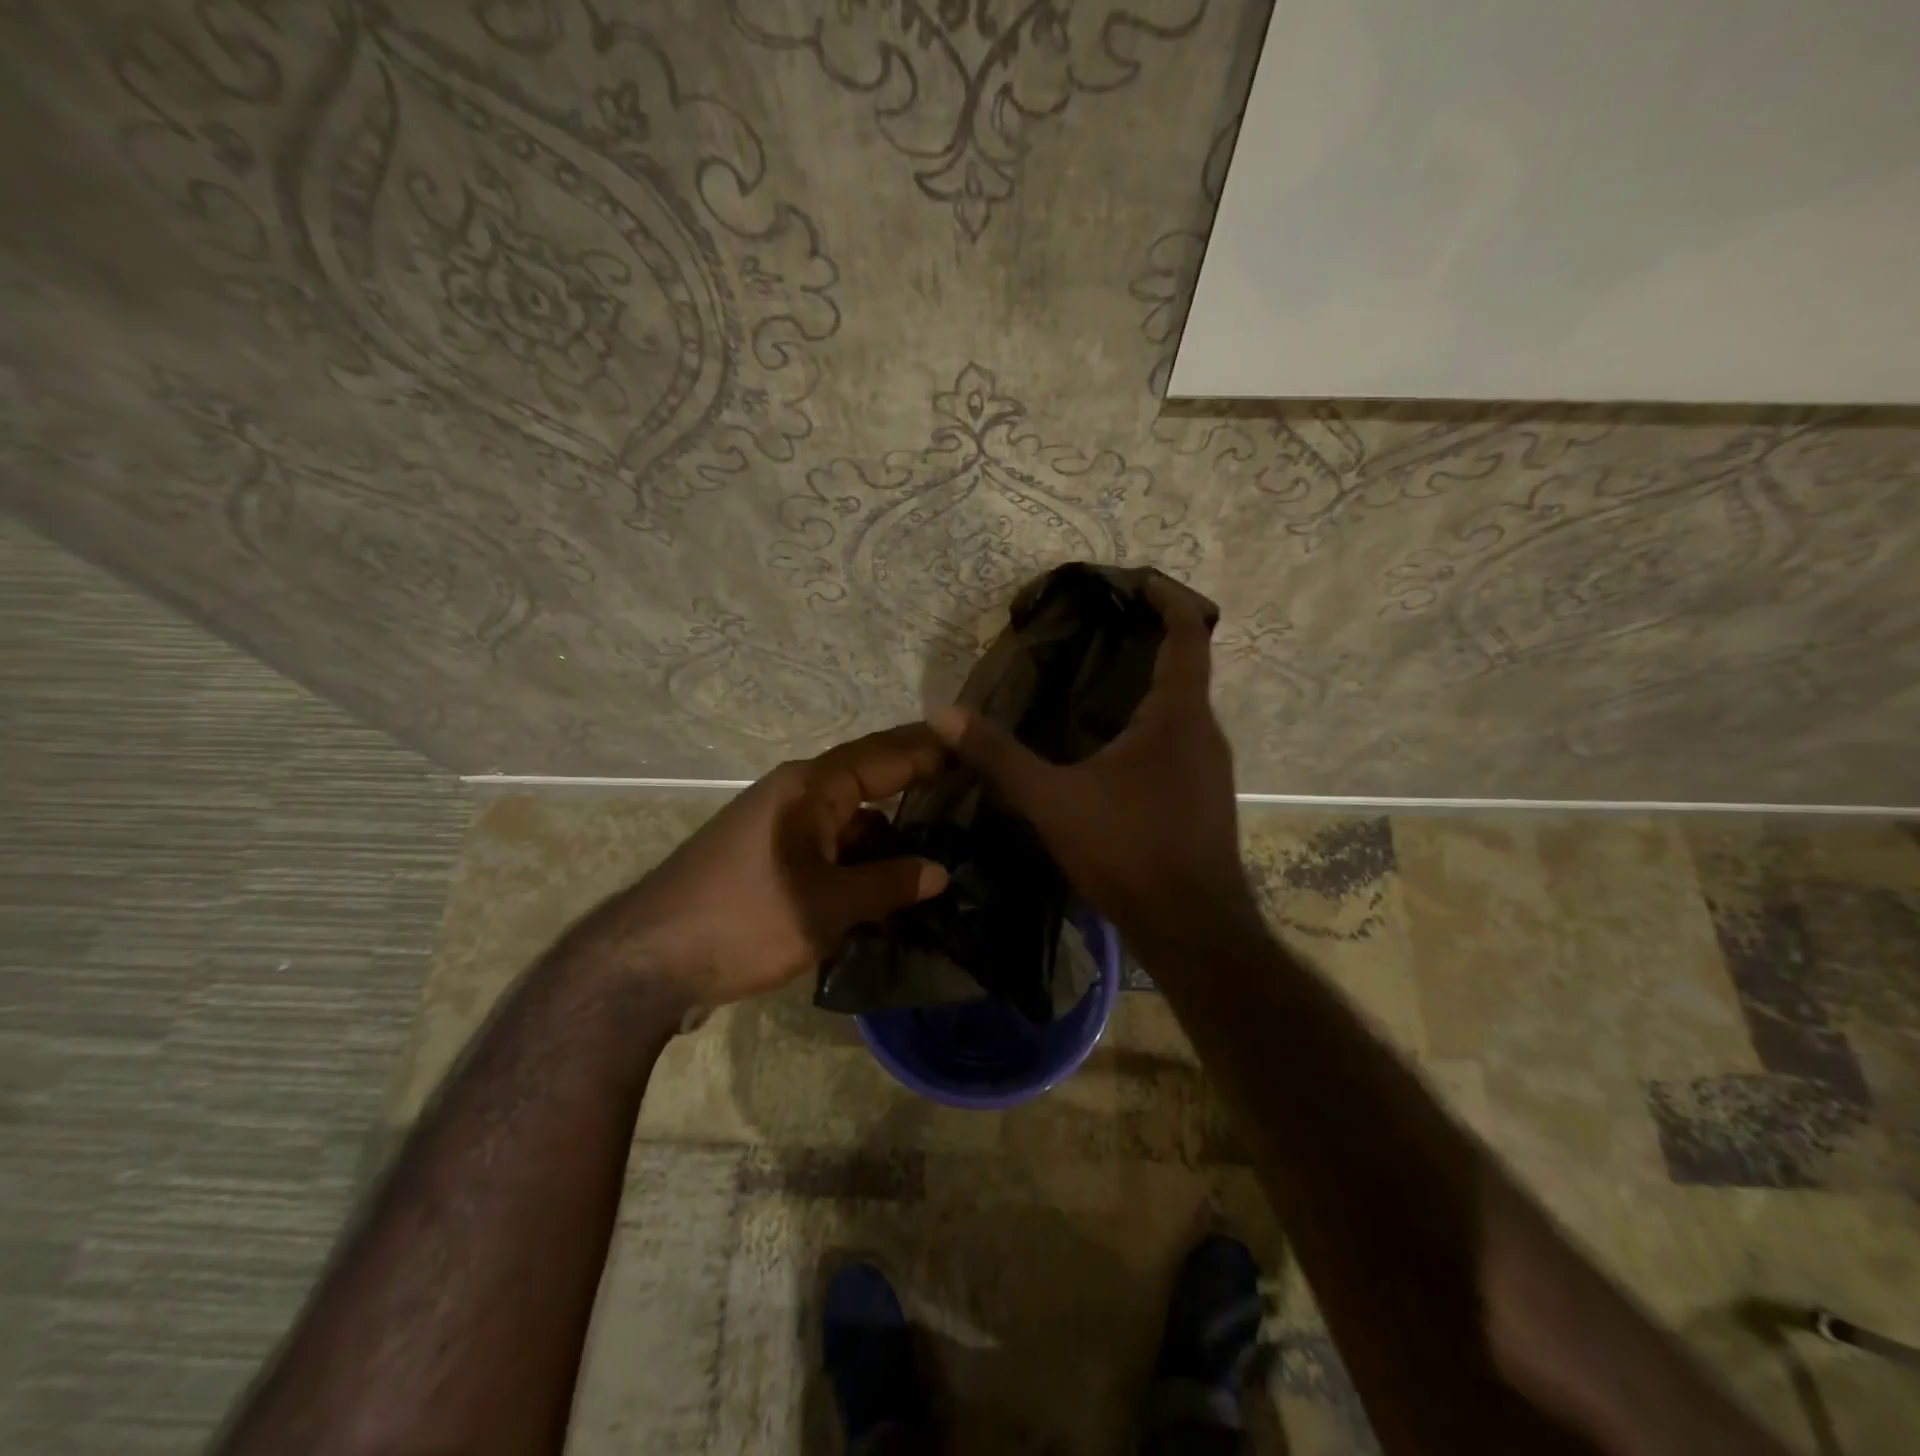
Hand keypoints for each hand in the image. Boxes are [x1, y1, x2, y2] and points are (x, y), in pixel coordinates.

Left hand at [604, 725, 950, 1008]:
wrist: (647, 961)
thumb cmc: (742, 919)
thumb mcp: (826, 906)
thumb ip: (888, 885)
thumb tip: (941, 871)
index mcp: (810, 787)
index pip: (885, 754)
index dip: (932, 750)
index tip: (977, 746)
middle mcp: (797, 795)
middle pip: (869, 781)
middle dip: (917, 786)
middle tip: (974, 794)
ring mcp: (781, 828)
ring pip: (851, 820)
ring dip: (890, 833)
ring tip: (946, 845)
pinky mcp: (771, 859)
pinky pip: (831, 847)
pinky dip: (862, 860)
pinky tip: (892, 885)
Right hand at [928, 578, 1258, 952]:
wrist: (1191, 928)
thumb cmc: (1129, 850)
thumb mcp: (1053, 800)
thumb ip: (999, 756)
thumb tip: (942, 713)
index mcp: (1178, 717)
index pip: (1189, 635)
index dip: (1168, 600)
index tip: (1139, 582)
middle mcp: (1205, 733)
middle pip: (1185, 670)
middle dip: (1147, 645)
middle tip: (1097, 634)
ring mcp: (1210, 769)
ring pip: (1181, 711)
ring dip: (1147, 690)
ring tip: (1093, 687)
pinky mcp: (1203, 799)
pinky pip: (1178, 744)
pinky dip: (1149, 728)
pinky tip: (1108, 751)